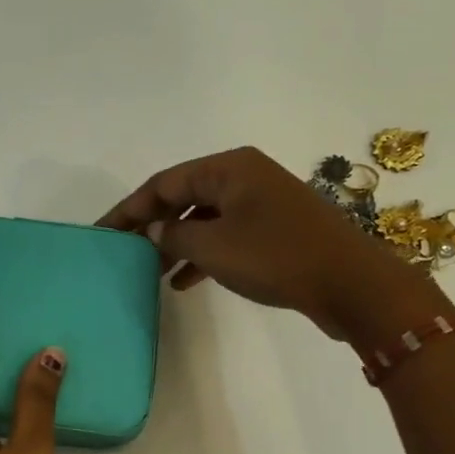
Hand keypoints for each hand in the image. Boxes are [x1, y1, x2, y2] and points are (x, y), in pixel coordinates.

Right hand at [98, 146, 448, 340]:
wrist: (353, 284)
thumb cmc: (277, 257)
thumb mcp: (213, 248)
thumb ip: (172, 237)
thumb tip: (150, 232)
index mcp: (228, 168)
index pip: (162, 183)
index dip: (128, 209)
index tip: (101, 233)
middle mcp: (244, 176)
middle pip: (182, 197)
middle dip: (150, 226)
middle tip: (121, 253)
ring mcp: (262, 202)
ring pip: (203, 219)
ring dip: (175, 244)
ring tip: (149, 273)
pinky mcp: (274, 228)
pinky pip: (225, 234)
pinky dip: (203, 254)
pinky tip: (184, 282)